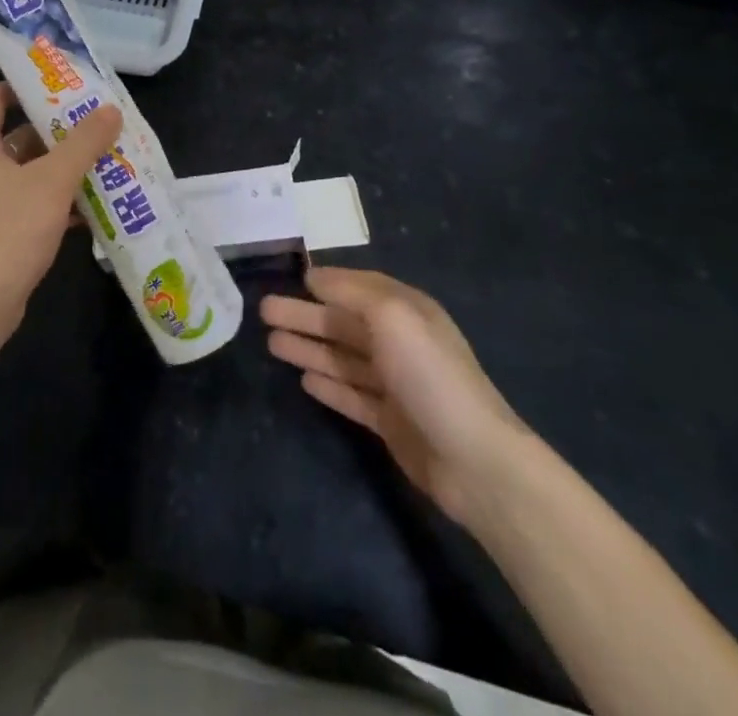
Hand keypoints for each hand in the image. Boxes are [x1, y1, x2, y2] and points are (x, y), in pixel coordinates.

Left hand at [0, 83, 122, 353]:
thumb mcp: (53, 181)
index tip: (56, 82)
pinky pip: (31, 202)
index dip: (20, 85)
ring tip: (101, 158)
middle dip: (55, 129)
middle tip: (93, 121)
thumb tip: (111, 109)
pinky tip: (92, 204)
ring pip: (29, 172)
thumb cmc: (12, 230)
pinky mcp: (0, 231)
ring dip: (61, 166)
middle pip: (17, 136)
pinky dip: (57, 199)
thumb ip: (83, 144)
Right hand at [261, 268, 531, 523]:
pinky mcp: (390, 421)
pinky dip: (328, 385)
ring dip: (308, 348)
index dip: (326, 282)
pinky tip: (303, 380)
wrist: (473, 459)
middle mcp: (400, 342)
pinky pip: (351, 394)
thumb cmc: (429, 375)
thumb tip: (314, 277)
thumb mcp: (391, 316)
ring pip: (342, 358)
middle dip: (305, 316)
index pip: (359, 287)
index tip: (291, 279)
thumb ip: (351, 292)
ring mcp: (396, 384)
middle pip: (343, 323)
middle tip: (264, 312)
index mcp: (406, 311)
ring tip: (271, 343)